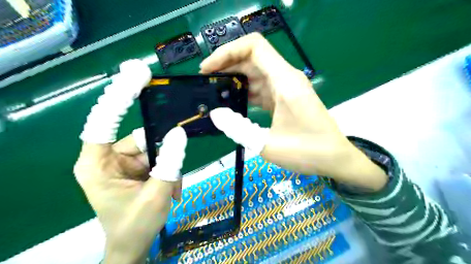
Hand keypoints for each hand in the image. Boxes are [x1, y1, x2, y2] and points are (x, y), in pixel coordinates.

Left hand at [73, 59, 184, 263]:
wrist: (133, 245)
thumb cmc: (136, 225)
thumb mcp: (157, 194)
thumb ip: (170, 163)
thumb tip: (179, 131)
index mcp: (97, 164)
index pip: (103, 122)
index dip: (119, 98)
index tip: (137, 76)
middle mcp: (107, 157)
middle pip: (139, 138)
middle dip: (161, 155)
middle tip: (171, 175)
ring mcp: (123, 161)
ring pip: (153, 148)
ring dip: (167, 167)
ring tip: (172, 189)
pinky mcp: (135, 166)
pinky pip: (157, 157)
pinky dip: (167, 170)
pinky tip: (170, 188)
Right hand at [200, 33, 387, 191]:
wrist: (335, 158)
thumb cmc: (307, 152)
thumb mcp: (267, 144)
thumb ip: (237, 128)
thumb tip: (215, 114)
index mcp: (284, 81)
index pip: (253, 47)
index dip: (227, 52)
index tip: (208, 68)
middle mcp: (286, 78)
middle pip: (251, 57)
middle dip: (226, 64)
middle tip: (205, 80)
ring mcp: (286, 88)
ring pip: (255, 72)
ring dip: (234, 78)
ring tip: (214, 90)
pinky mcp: (284, 98)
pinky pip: (261, 87)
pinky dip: (244, 90)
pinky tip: (232, 101)